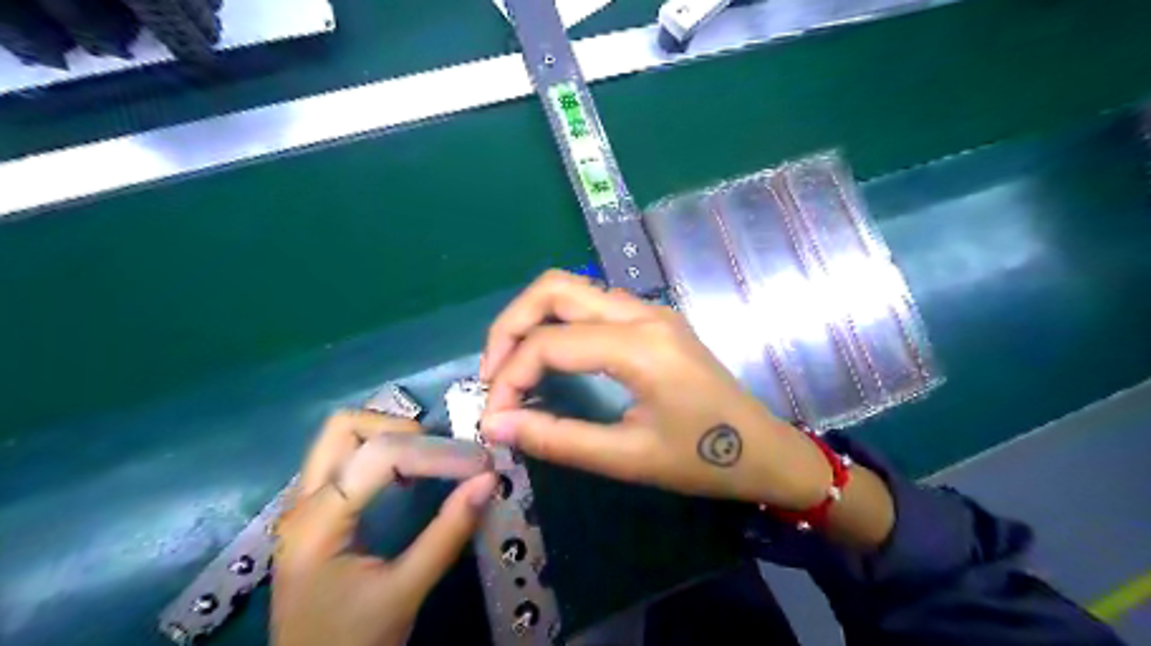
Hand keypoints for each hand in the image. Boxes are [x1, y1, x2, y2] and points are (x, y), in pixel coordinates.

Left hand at [276, 410, 500, 645]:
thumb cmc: (352, 643)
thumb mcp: (405, 591)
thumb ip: (448, 533)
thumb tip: (489, 480)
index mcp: (317, 523)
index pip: (379, 456)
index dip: (436, 453)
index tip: (479, 463)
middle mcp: (301, 502)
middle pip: (344, 427)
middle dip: (400, 428)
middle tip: (440, 452)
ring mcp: (302, 505)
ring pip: (341, 437)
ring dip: (389, 436)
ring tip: (428, 460)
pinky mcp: (314, 512)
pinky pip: (344, 457)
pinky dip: (380, 451)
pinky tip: (407, 476)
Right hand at [481, 268, 837, 508]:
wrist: (764, 450)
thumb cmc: (703, 459)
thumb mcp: (627, 458)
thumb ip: (557, 438)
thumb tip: (496, 426)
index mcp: (640, 346)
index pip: (550, 343)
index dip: (509, 377)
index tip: (493, 417)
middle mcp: (642, 313)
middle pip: (554, 288)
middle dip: (510, 325)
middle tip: (492, 372)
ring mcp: (650, 310)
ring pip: (572, 288)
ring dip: (532, 319)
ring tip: (513, 366)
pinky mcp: (652, 319)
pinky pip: (591, 303)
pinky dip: (558, 322)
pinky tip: (551, 358)